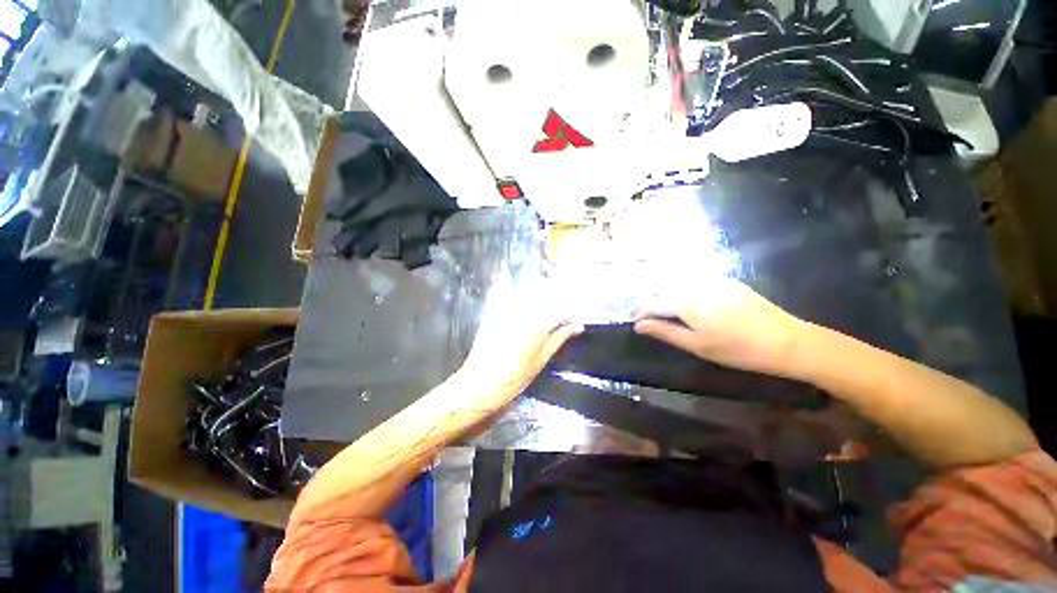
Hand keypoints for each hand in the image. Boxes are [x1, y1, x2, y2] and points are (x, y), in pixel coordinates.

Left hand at [460, 279, 583, 404]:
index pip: (561, 311)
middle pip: (547, 298)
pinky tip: (527, 311)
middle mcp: (523, 311)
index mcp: (537, 325)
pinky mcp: (495, 310)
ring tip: (548, 317)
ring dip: (544, 301)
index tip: (578, 323)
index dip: (573, 316)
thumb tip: (577, 327)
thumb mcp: (541, 360)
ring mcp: (507, 309)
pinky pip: (513, 295)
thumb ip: (559, 338)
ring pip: (532, 294)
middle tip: (565, 321)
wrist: (479, 382)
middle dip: (559, 307)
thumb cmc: (514, 377)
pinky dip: (524, 298)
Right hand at [634, 276, 804, 377]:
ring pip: (677, 283)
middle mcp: (695, 285)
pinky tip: (689, 303)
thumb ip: (664, 332)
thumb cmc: (737, 349)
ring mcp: (712, 280)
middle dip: (651, 302)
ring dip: (666, 295)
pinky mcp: (726, 281)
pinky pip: (694, 281)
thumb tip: (638, 326)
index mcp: (686, 302)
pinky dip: (683, 290)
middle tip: (648, 318)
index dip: (640, 312)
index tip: (635, 322)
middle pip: (662, 289)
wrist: (787, 341)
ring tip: (666, 311)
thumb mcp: (697, 345)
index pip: (651, 302)